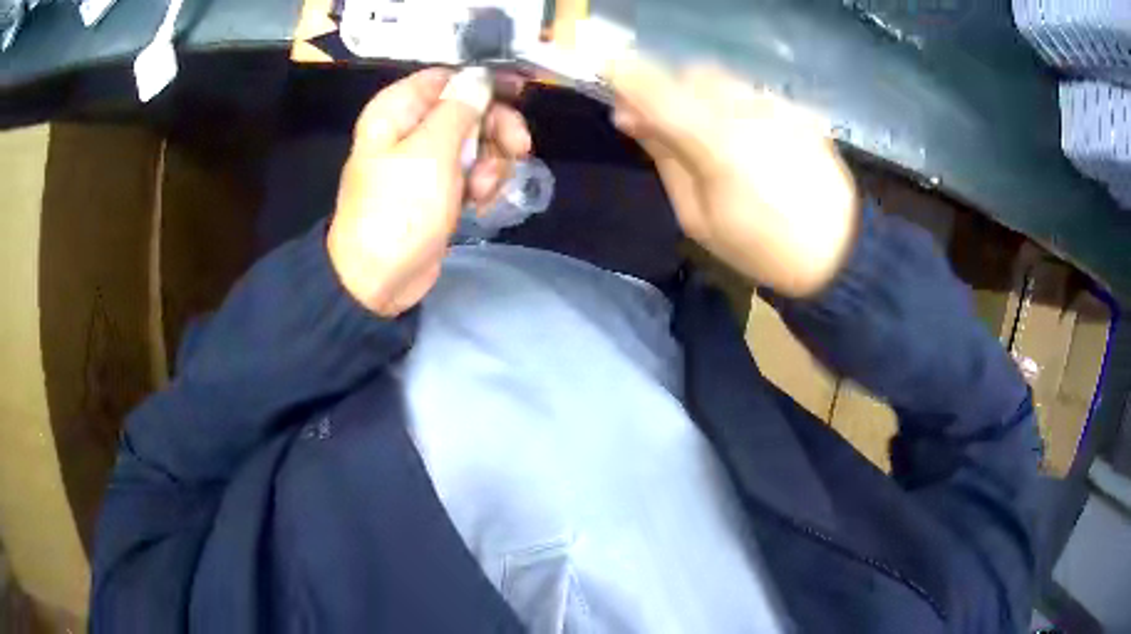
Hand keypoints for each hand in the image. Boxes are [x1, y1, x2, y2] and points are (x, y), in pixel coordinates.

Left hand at [327, 68, 531, 316]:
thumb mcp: (431, 153)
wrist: (377, 280)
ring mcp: (425, 160)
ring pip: (475, 141)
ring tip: (484, 190)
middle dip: (495, 129)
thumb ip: (459, 109)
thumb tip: (479, 76)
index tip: (519, 95)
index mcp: (397, 109)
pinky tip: (480, 203)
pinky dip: (482, 183)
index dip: (484, 83)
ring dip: (491, 162)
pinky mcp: (437, 188)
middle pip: (467, 108)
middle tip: (519, 148)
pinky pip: (470, 170)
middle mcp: (410, 127)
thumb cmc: (399, 210)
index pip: (447, 77)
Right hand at [606, 57, 858, 296]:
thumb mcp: (697, 218)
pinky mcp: (799, 111)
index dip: (626, 79)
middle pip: (691, 73)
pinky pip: (752, 93)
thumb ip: (665, 158)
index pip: (656, 89)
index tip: (612, 92)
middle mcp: (747, 110)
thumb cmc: (761, 248)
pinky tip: (746, 140)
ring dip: (700, 96)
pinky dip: (735, 106)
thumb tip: (632, 119)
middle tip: (660, 125)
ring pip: (723, 79)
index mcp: (717, 143)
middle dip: (667, 91)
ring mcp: (778, 106)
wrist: (838, 253)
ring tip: (707, 135)